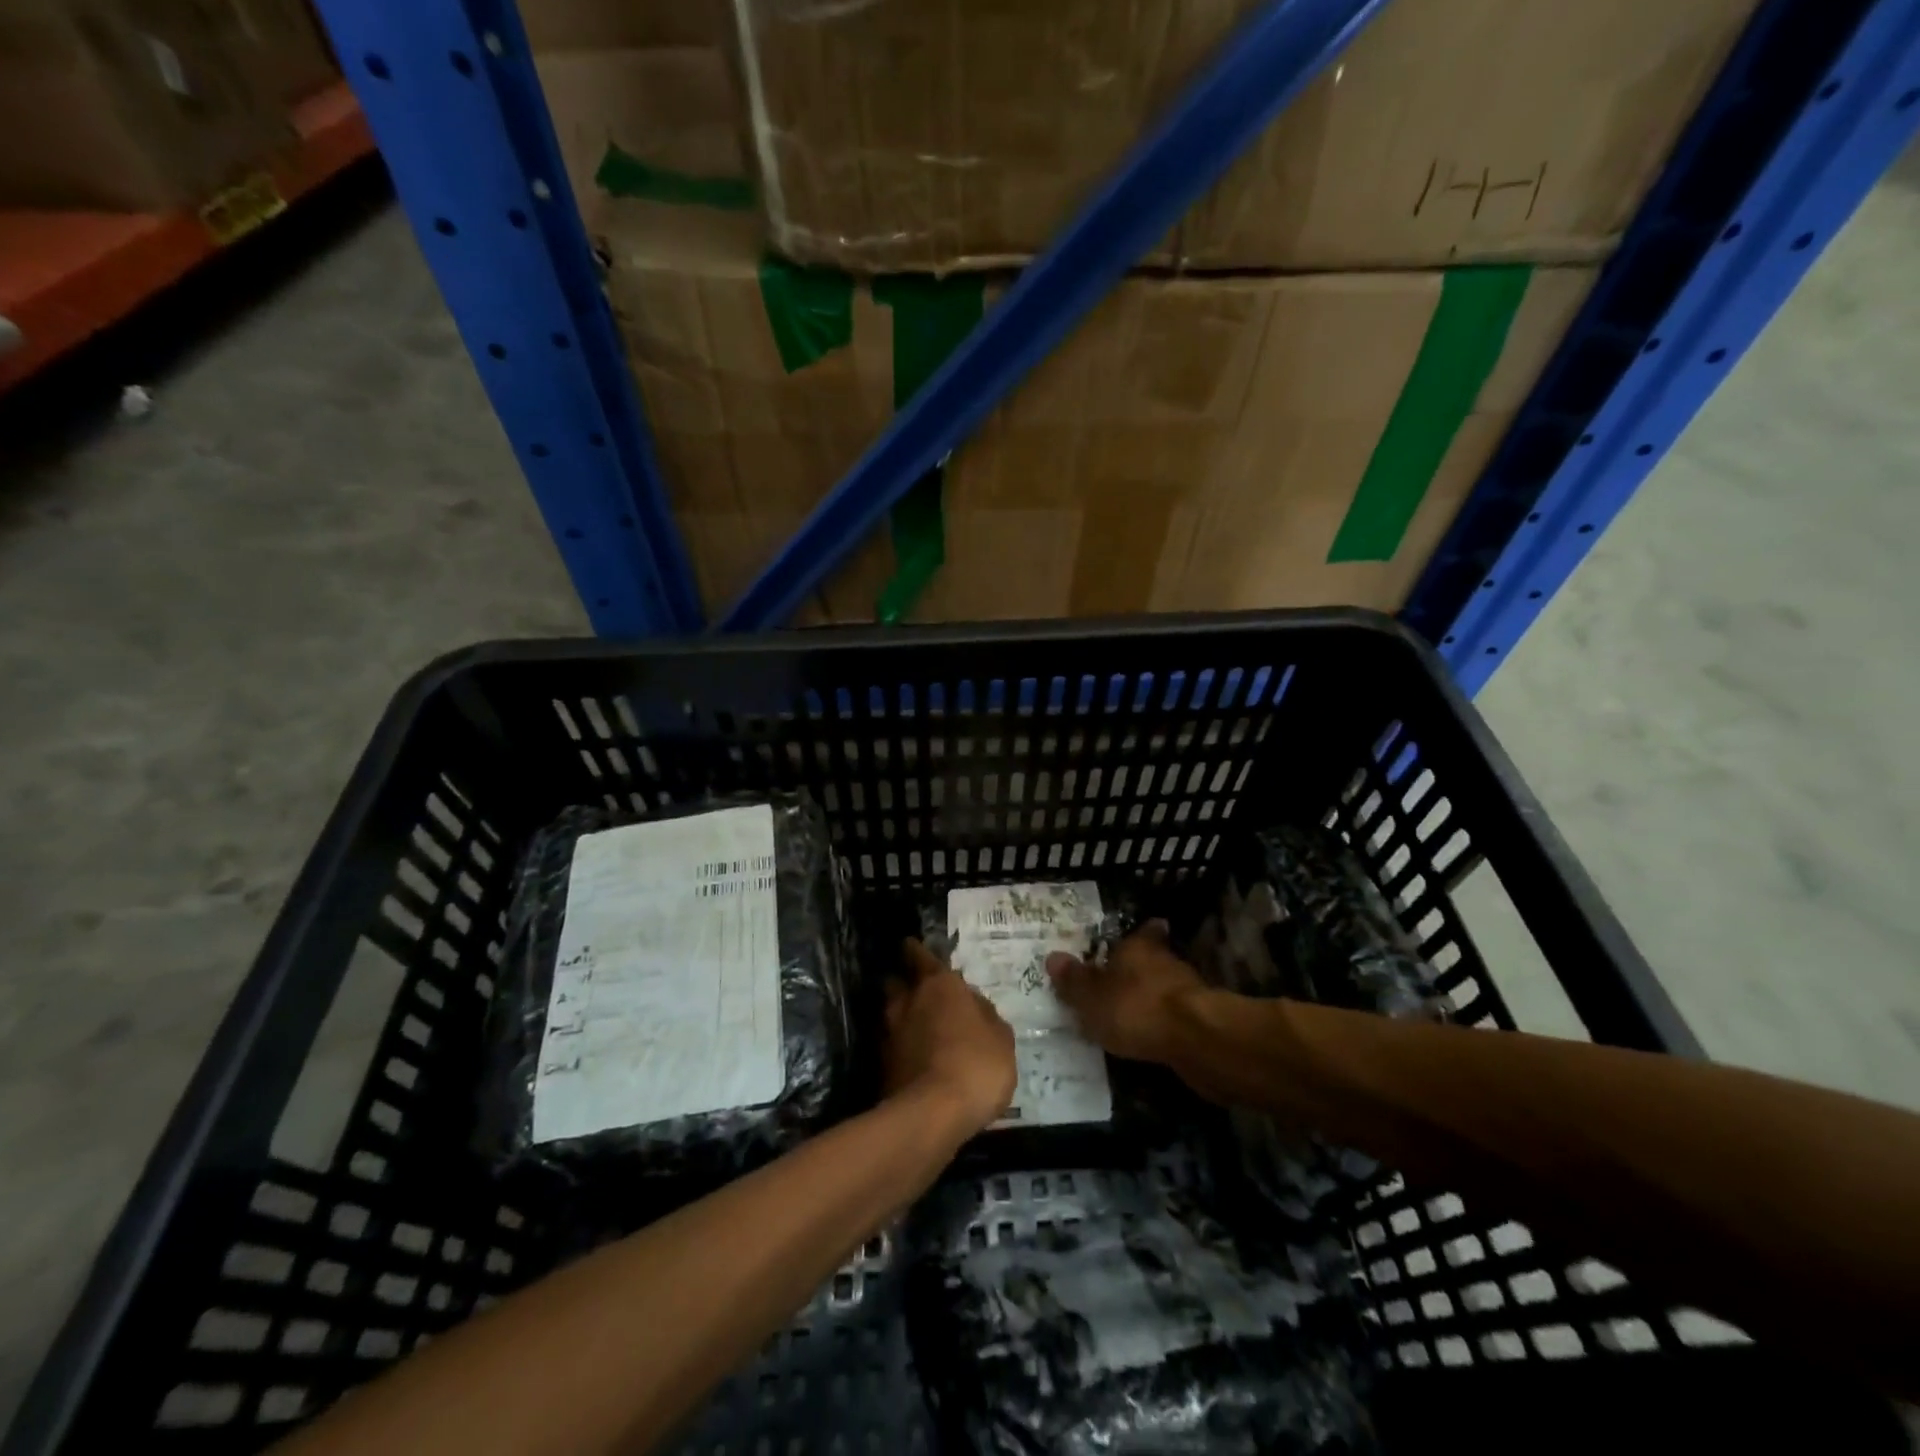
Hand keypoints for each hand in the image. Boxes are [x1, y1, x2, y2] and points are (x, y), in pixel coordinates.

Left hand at [884, 940, 1016, 1136]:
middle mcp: (909, 1001)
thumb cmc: (977, 1064)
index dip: (916, 951)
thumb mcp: (1001, 1038)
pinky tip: (912, 1056)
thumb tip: (973, 1005)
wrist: (933, 1114)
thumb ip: (986, 1015)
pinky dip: (898, 1046)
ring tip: (914, 1025)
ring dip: (899, 1015)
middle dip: (903, 982)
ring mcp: (890, 1033)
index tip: (912, 947)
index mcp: (939, 985)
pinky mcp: (881, 1065)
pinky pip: (890, 1044)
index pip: (920, 956)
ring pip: (889, 1012)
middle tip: (916, 989)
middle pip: (896, 981)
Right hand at [1046, 921, 1206, 1064]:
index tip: (1132, 940)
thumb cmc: (1135, 1007)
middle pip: (1153, 959)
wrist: (1195, 1039)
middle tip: (1121, 983)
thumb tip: (1052, 957)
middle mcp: (1166, 960)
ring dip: (1153, 998)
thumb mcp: (1091, 996)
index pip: (1141, 932)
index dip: (1139, 935)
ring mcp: (1189, 990)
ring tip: (1133, 1015)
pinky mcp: (1203, 1020)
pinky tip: (1152, 1038)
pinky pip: (1176, 1016)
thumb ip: (1073, 980)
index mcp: (1138, 947)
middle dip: (1140, 970)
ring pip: (1166, 987)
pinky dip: (1165, 1024)